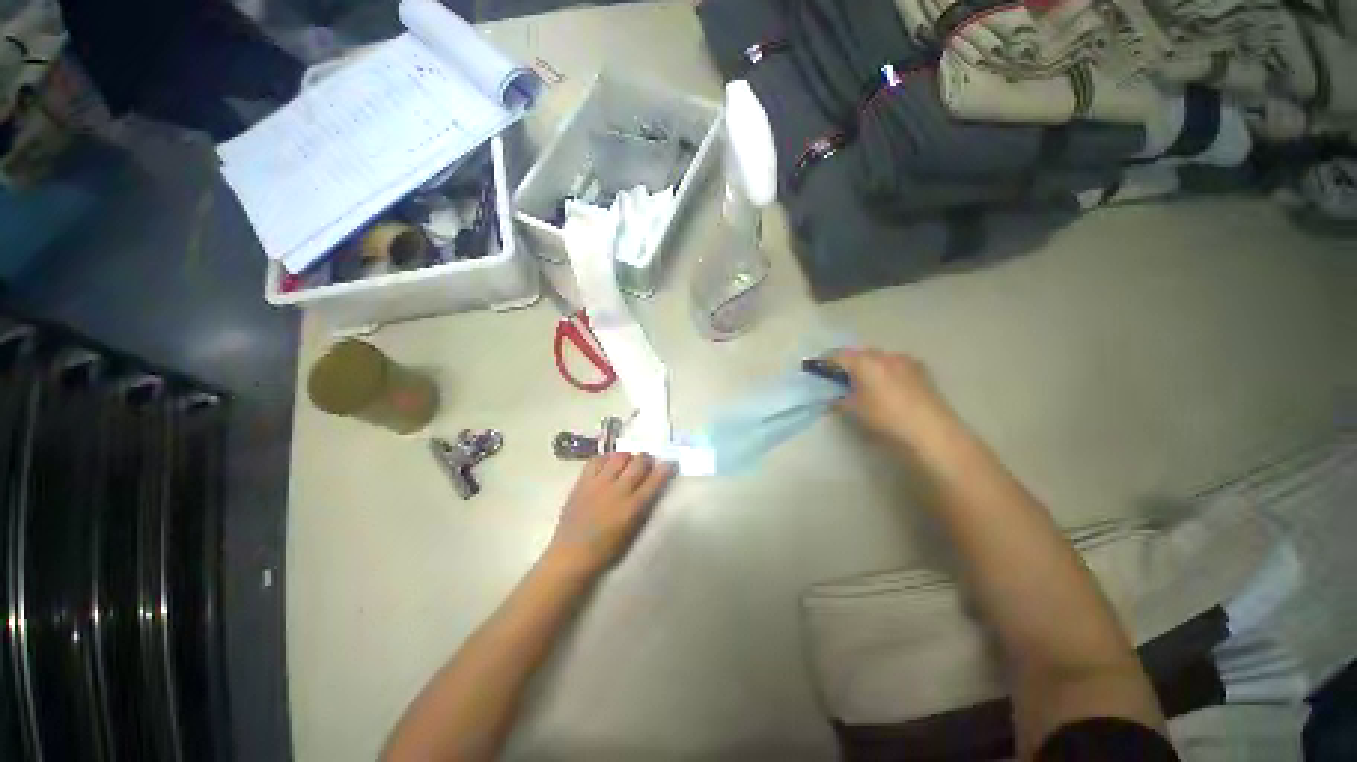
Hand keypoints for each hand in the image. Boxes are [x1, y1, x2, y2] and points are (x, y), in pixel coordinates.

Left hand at [546, 453, 675, 575]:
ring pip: (619, 457)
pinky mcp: (583, 482)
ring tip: (626, 462)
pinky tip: (607, 464)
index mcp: (633, 507)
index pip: (655, 480)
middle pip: (638, 462)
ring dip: (627, 457)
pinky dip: (605, 459)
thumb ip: (642, 507)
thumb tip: (650, 487)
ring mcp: (599, 484)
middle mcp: (618, 491)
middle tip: (646, 463)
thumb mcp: (632, 530)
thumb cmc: (606, 549)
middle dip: (646, 459)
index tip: (669, 463)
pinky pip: (596, 460)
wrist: (572, 554)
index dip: (665, 468)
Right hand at [829, 349, 950, 447]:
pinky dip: (885, 370)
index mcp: (865, 362)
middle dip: (847, 363)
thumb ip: (839, 399)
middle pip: (859, 354)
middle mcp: (885, 355)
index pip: (837, 356)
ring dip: (868, 366)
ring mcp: (906, 361)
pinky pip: (896, 365)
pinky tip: (886, 386)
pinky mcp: (922, 371)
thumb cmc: (886, 420)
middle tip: (837, 376)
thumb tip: (834, 395)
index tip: (814, 368)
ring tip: (863, 381)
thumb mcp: (855, 411)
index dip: (824, 362)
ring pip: (879, 358)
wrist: (933, 433)